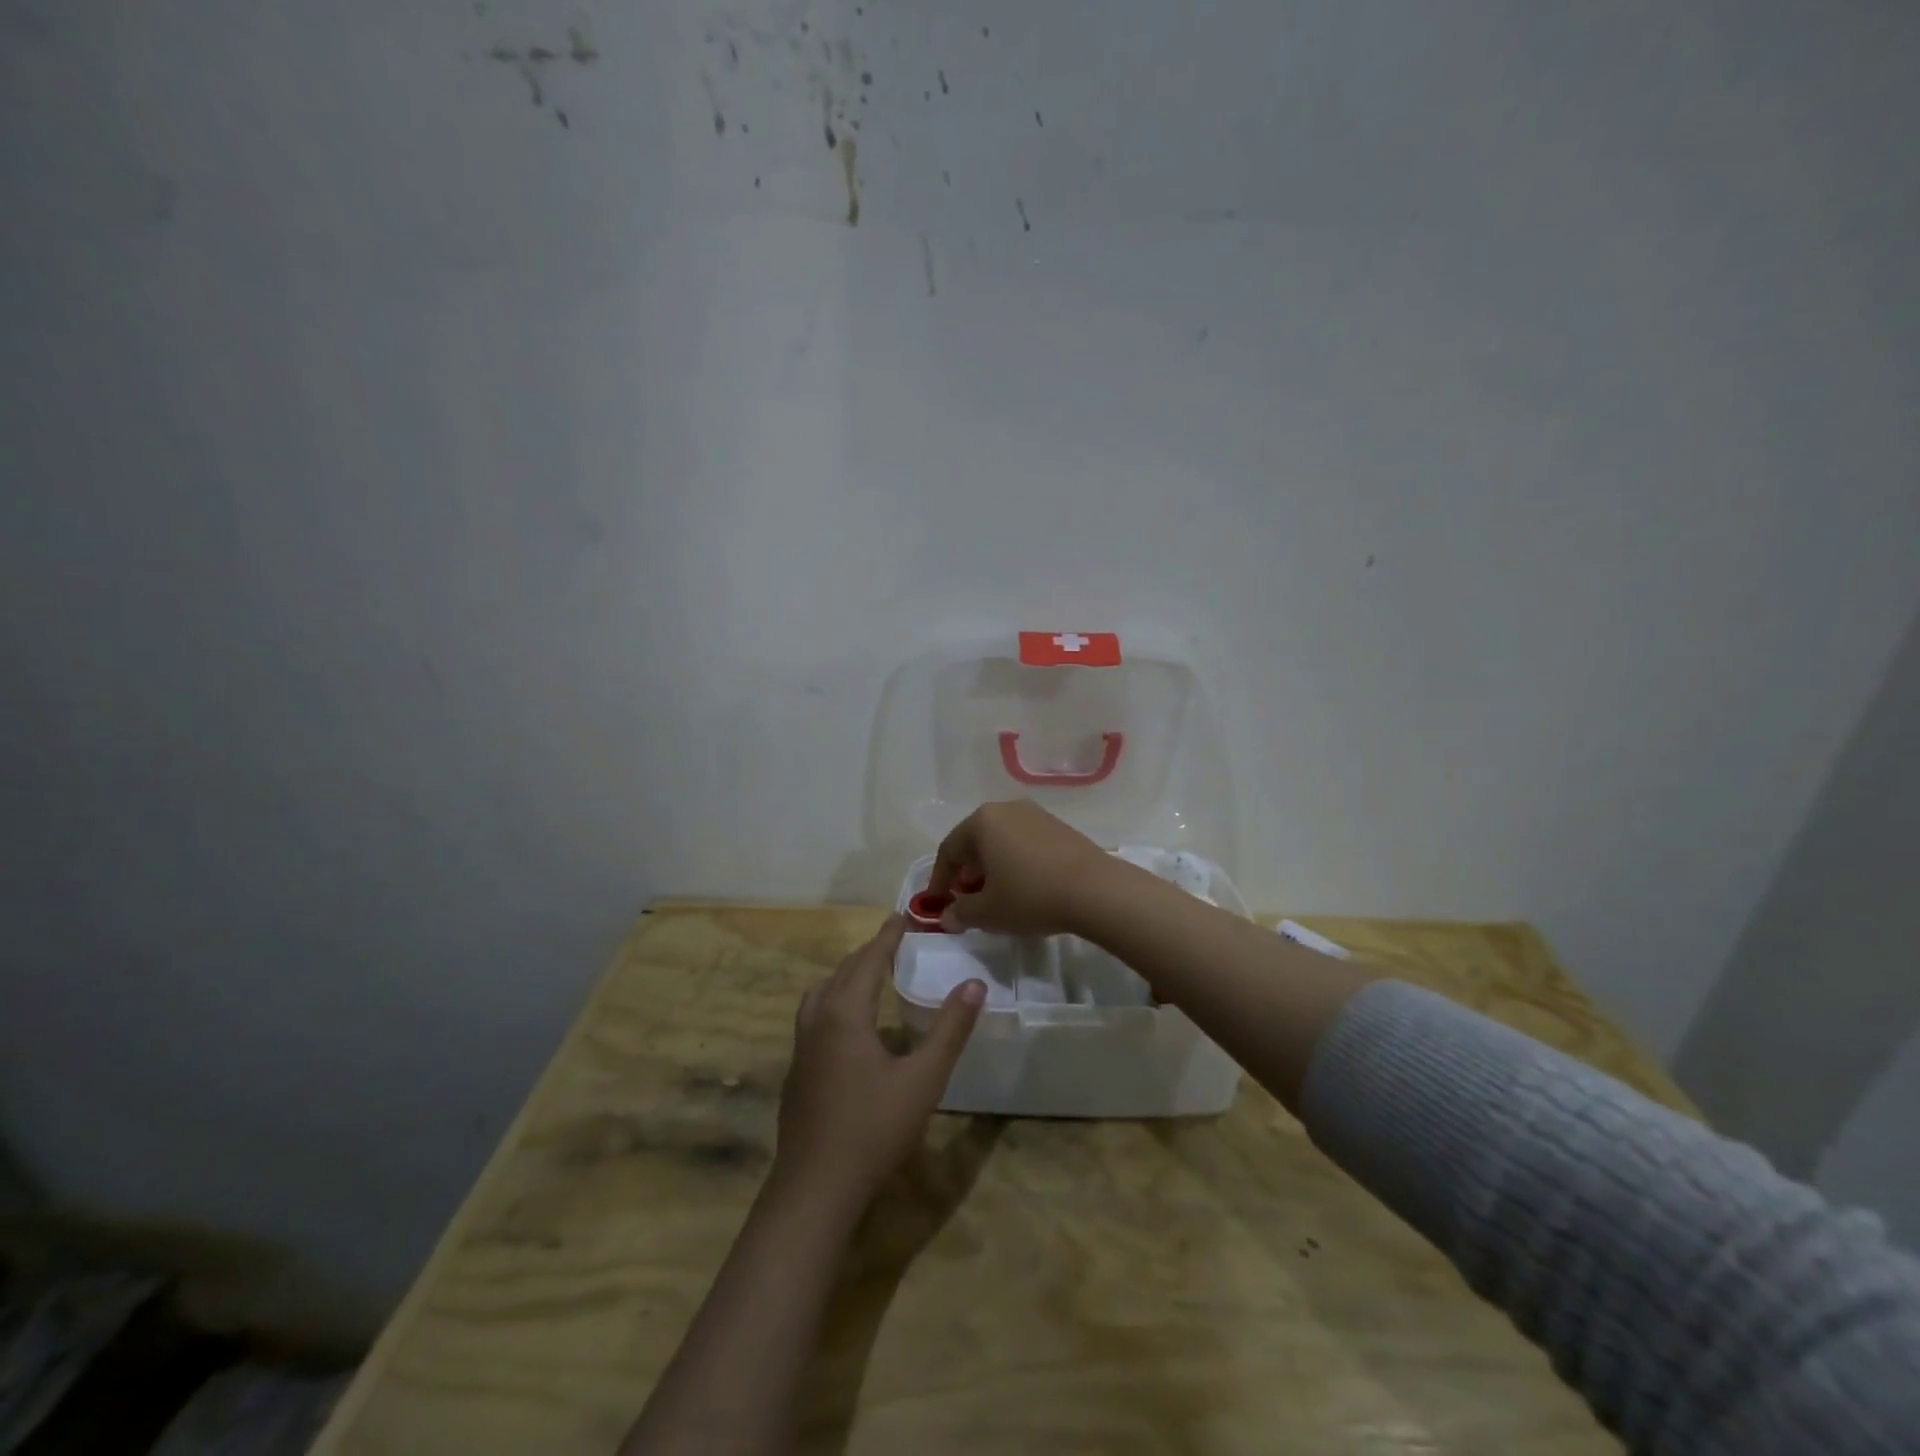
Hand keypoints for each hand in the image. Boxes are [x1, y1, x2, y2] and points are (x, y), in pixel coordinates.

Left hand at [773, 916, 984, 1212]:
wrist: (815, 1188)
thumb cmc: (874, 1128)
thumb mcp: (923, 1079)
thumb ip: (950, 1030)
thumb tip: (975, 984)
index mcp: (846, 1013)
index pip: (868, 961)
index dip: (887, 937)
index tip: (901, 916)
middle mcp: (818, 1021)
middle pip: (842, 973)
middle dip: (867, 953)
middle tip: (891, 941)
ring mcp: (800, 1048)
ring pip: (820, 994)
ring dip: (845, 976)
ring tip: (867, 975)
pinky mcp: (795, 1073)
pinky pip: (814, 1017)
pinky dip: (833, 1001)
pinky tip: (848, 1026)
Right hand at [927, 800, 1128, 936]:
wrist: (1095, 890)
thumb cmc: (1031, 895)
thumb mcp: (988, 912)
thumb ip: (961, 913)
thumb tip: (948, 916)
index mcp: (982, 821)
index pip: (949, 849)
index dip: (939, 879)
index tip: (937, 904)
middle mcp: (1006, 809)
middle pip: (975, 840)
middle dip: (966, 871)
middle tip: (964, 898)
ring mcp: (1036, 815)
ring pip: (1001, 840)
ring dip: (991, 866)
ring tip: (993, 895)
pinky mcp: (1059, 827)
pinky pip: (1024, 843)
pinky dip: (1014, 862)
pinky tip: (1022, 886)